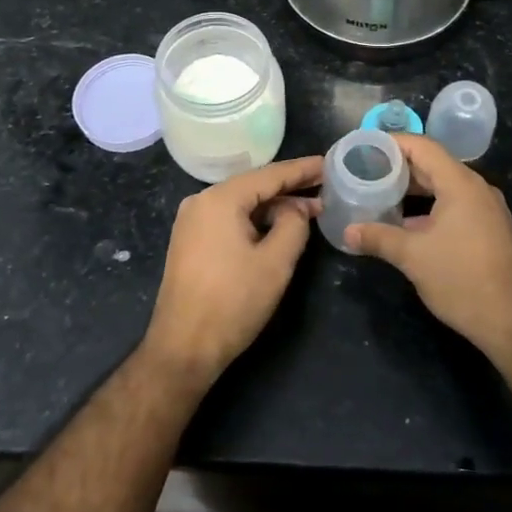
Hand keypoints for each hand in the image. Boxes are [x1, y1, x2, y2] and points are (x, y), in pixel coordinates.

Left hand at [143, 156, 322, 388]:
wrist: (183, 348)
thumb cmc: (233, 302)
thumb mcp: (275, 263)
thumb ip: (294, 225)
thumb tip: (299, 207)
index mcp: (220, 199)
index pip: (269, 175)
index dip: (302, 170)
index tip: (329, 163)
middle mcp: (201, 201)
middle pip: (253, 186)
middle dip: (290, 188)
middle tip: (325, 187)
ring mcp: (191, 221)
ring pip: (241, 204)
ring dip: (274, 206)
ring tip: (309, 209)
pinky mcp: (190, 241)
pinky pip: (229, 219)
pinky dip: (255, 220)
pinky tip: (277, 227)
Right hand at [345, 135, 511, 359]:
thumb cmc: (461, 279)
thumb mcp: (412, 257)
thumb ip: (378, 238)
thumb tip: (348, 232)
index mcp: (460, 184)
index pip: (422, 146)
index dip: (392, 144)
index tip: (364, 149)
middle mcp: (476, 188)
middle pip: (433, 164)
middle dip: (398, 167)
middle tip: (365, 172)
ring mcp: (485, 209)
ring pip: (443, 186)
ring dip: (413, 188)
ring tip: (380, 194)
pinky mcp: (488, 228)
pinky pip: (454, 203)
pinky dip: (428, 205)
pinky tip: (406, 222)